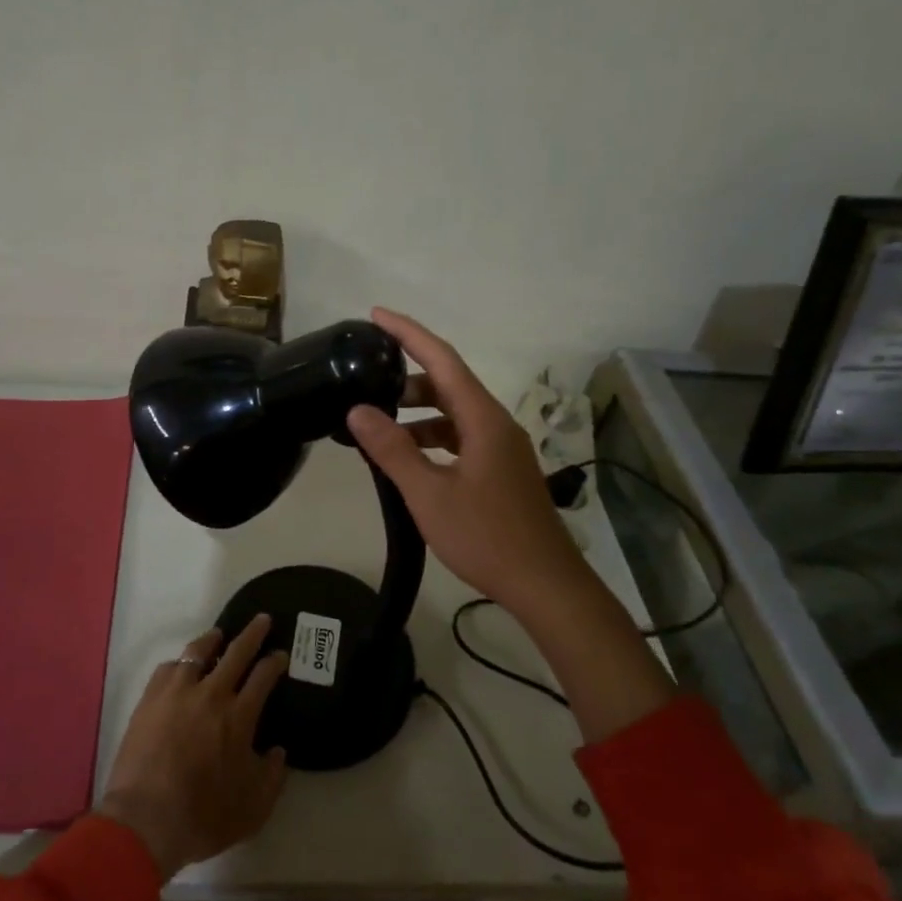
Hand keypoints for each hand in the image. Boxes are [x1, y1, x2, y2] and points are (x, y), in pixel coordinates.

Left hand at [96, 617, 289, 879]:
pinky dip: (180, 663)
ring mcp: (176, 693)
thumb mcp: (253, 809)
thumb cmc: (203, 817)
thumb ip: (272, 777)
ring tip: (218, 634)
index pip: (263, 676)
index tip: (281, 654)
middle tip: (262, 619)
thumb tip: (277, 752)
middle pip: (236, 652)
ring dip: (212, 639)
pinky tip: (181, 667)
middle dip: (253, 633)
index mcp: (239, 717)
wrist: (144, 821)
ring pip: (198, 652)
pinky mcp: (149, 700)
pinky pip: (168, 669)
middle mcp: (211, 695)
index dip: (275, 661)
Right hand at [345, 309, 588, 623]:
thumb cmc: (486, 537)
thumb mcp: (429, 494)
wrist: (544, 584)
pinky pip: (461, 438)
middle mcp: (496, 424)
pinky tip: (409, 457)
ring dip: (418, 412)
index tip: (376, 315)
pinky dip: (432, 437)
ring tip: (378, 423)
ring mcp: (502, 448)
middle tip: (365, 380)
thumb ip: (392, 449)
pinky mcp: (501, 470)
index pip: (442, 359)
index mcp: (483, 419)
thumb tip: (357, 410)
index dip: (409, 333)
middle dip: (407, 377)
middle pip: (449, 383)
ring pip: (454, 414)